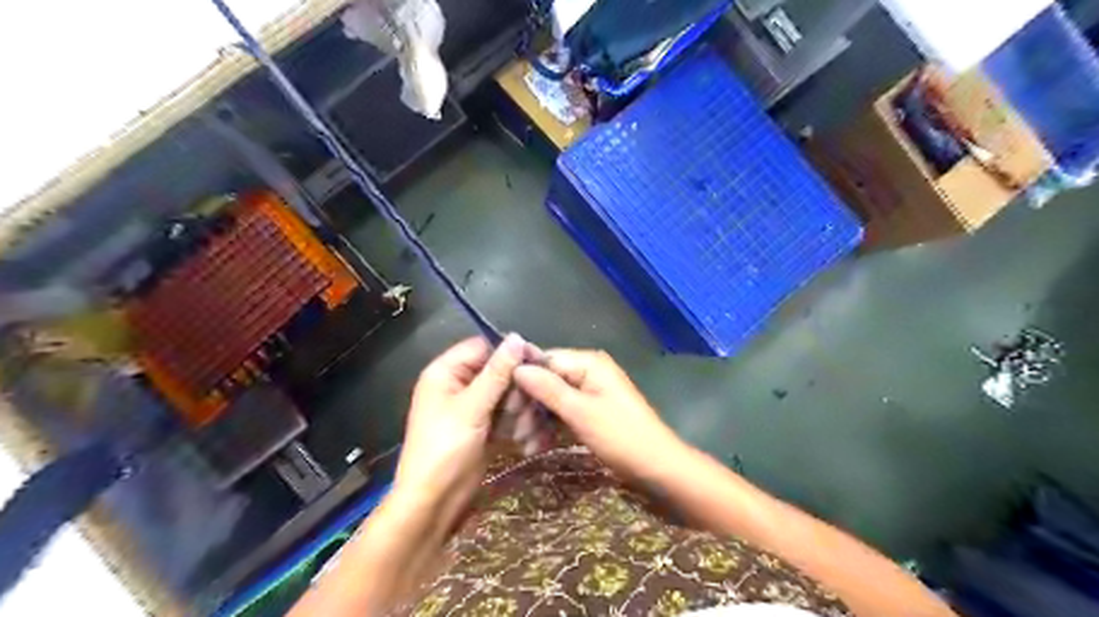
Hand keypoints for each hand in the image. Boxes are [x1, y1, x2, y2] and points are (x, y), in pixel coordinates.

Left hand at [395, 336, 532, 512]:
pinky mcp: (484, 427)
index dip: (509, 353)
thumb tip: (517, 337)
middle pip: (498, 371)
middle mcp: (459, 385)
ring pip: (506, 394)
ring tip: (523, 428)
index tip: (537, 362)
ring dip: (519, 408)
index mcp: (446, 372)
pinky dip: (516, 423)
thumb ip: (497, 372)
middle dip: (515, 388)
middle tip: (525, 405)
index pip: (483, 347)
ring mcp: (472, 408)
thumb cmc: (445, 449)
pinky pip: (506, 414)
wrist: (434, 502)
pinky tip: (525, 437)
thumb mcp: (472, 407)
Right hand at [515, 349, 683, 478]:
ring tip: (523, 444)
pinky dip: (551, 427)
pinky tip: (537, 446)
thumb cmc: (620, 435)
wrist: (657, 466)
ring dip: (537, 419)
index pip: (545, 360)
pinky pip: (564, 412)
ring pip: (553, 399)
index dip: (522, 380)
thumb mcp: (580, 412)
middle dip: (529, 405)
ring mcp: (591, 392)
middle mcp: (588, 371)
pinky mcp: (592, 411)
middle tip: (514, 431)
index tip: (503, 403)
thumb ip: (548, 388)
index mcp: (589, 363)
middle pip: (547, 380)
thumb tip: (517, 367)